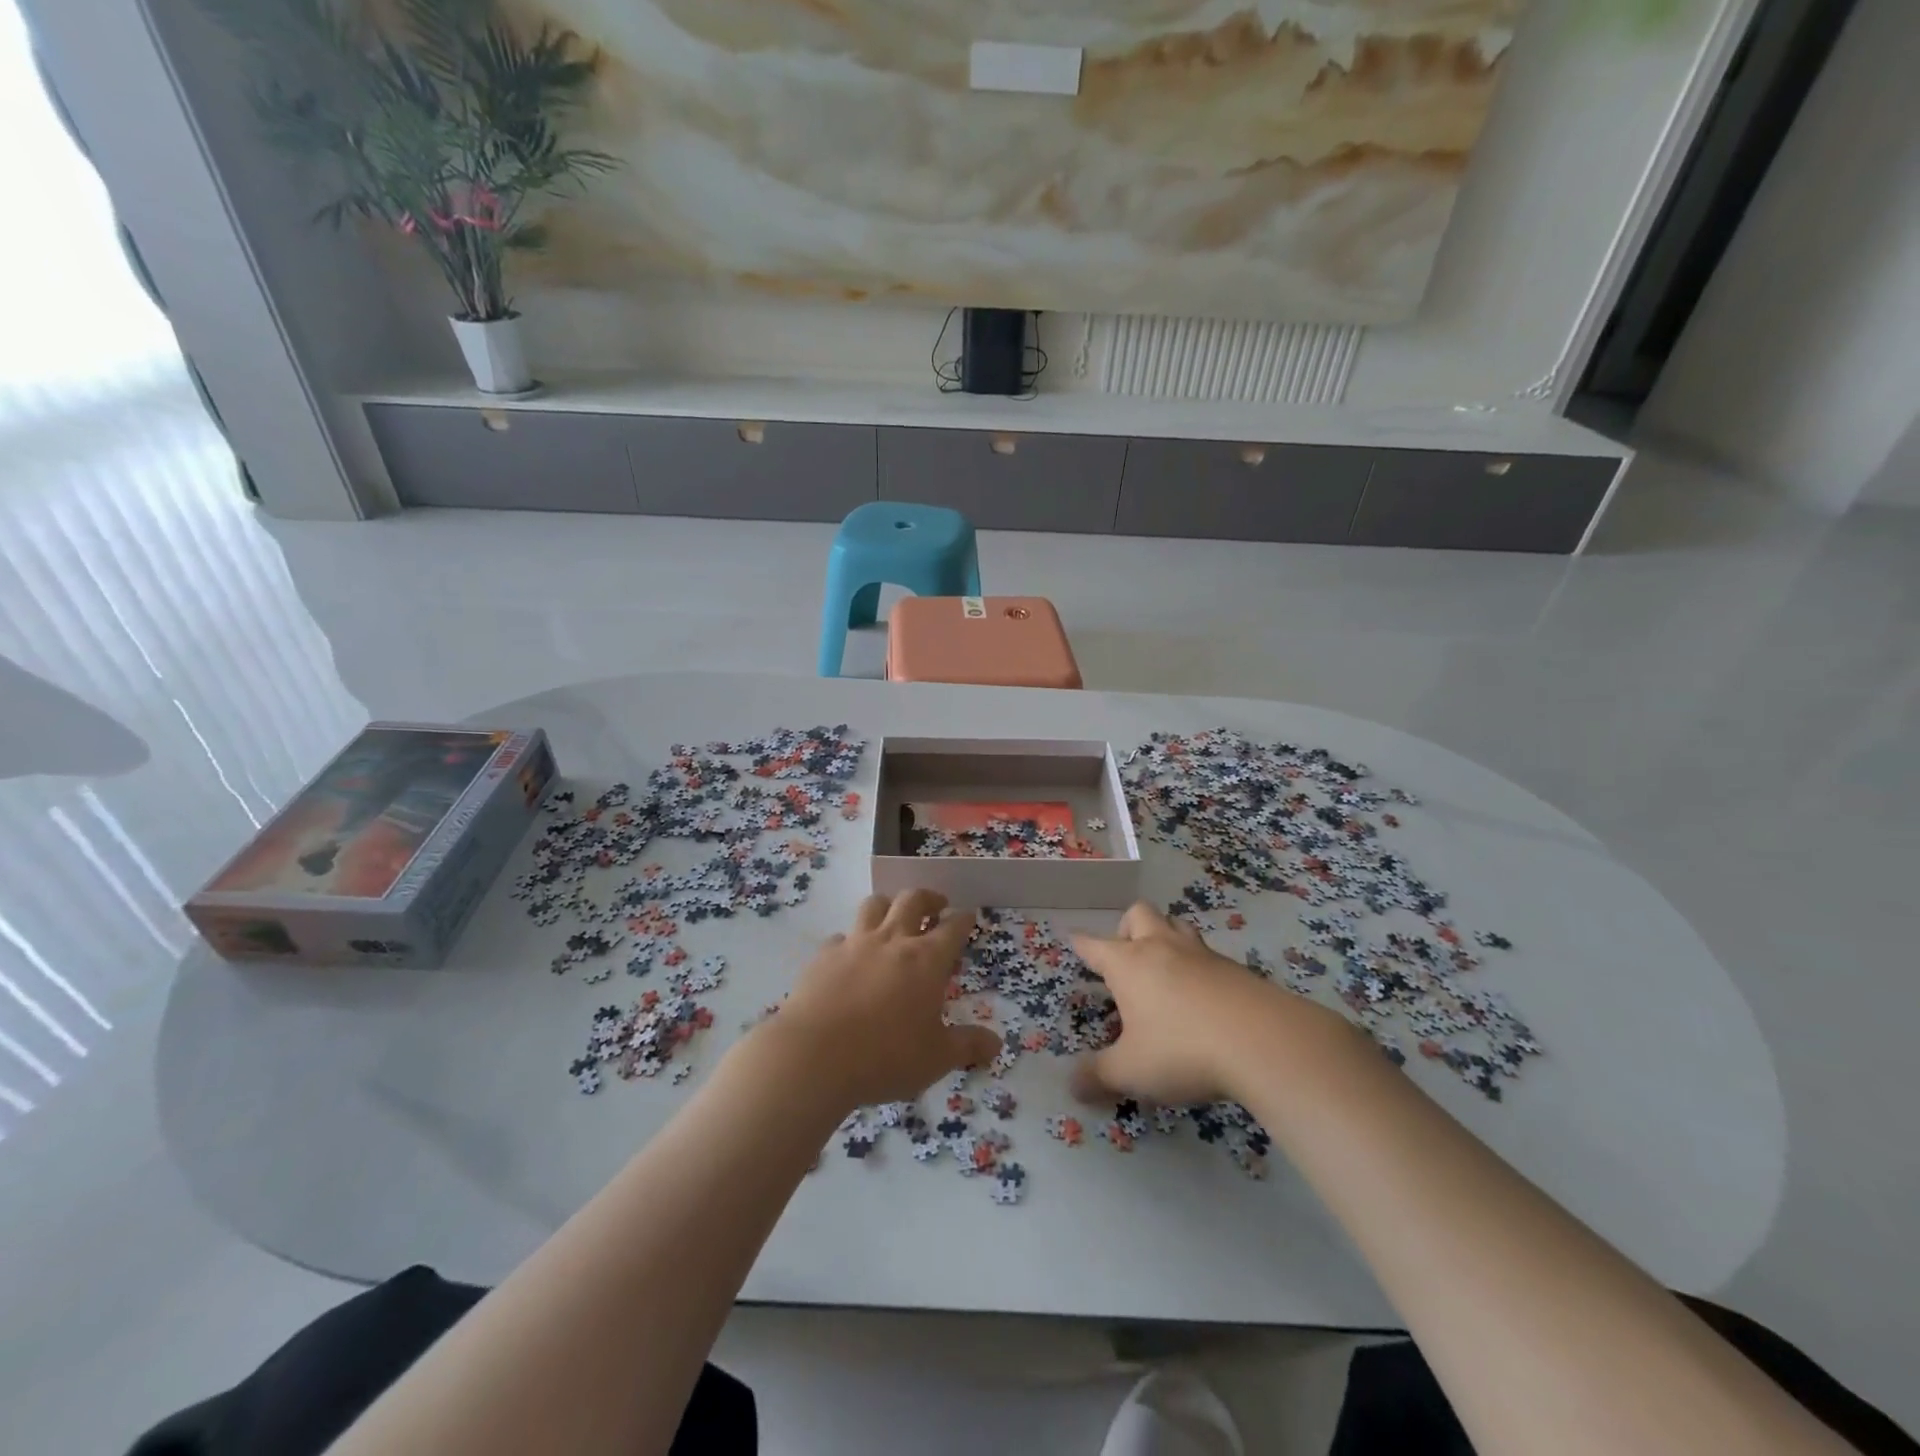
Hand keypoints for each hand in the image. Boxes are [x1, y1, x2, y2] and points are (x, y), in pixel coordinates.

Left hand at [764, 890, 1001, 1109]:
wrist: (814, 1055)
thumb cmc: (885, 1056)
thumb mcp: (936, 1058)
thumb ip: (968, 1046)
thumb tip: (996, 1044)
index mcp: (926, 960)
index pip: (953, 928)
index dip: (963, 919)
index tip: (968, 916)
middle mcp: (893, 941)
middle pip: (912, 900)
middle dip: (929, 897)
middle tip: (937, 904)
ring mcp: (854, 944)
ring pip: (874, 905)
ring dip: (888, 905)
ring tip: (893, 915)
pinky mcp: (823, 955)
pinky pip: (840, 936)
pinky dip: (850, 940)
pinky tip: (849, 955)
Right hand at [1071, 902, 1336, 1107]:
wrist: (1264, 1041)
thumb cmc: (1182, 1050)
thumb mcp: (1131, 1072)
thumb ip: (1098, 1077)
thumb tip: (1072, 1086)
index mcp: (1129, 963)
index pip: (1094, 945)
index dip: (1080, 944)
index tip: (1073, 940)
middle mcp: (1162, 947)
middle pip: (1140, 914)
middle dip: (1127, 928)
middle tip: (1127, 957)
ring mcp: (1202, 954)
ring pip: (1178, 925)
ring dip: (1167, 937)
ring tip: (1166, 969)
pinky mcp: (1236, 969)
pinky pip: (1208, 955)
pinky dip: (1199, 967)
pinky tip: (1204, 998)